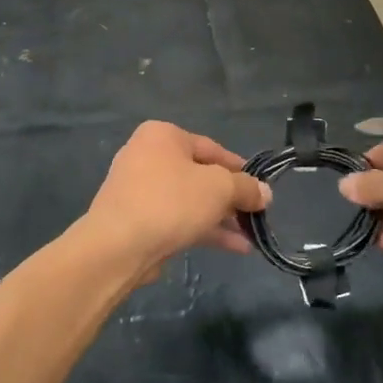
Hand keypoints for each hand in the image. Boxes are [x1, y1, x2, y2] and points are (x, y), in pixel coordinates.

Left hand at [83, 121, 271, 275]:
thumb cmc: (171, 202)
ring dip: (221, 218)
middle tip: (256, 215)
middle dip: (231, 198)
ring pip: (190, 200)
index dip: (241, 170)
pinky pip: (177, 218)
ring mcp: (138, 189)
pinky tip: (233, 247)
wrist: (118, 246)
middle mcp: (147, 155)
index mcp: (163, 135)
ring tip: (250, 236)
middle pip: (200, 175)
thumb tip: (264, 193)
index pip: (212, 149)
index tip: (261, 189)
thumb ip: (246, 188)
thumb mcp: (219, 188)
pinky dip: (203, 229)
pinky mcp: (136, 219)